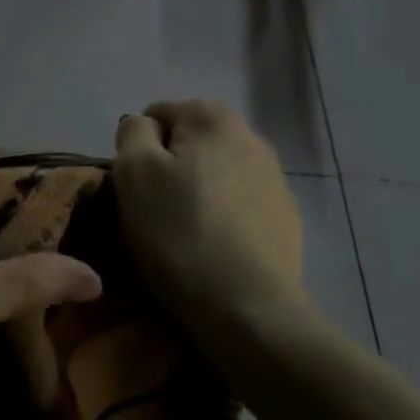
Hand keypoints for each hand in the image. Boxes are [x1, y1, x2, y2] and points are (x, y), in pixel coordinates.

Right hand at [114, 100, 307, 343]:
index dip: (137, 148)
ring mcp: (276, 178)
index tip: (134, 187)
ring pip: (216, 173)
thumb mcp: (133, 172)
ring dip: (197, 191)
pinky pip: (239, 204)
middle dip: (169, 167)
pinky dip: (223, 216)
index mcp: (212, 118)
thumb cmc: (178, 232)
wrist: (246, 306)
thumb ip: (133, 133)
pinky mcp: (286, 217)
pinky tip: (214, 247)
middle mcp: (251, 136)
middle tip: (153, 209)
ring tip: (184, 232)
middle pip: (190, 142)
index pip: (157, 113)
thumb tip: (144, 126)